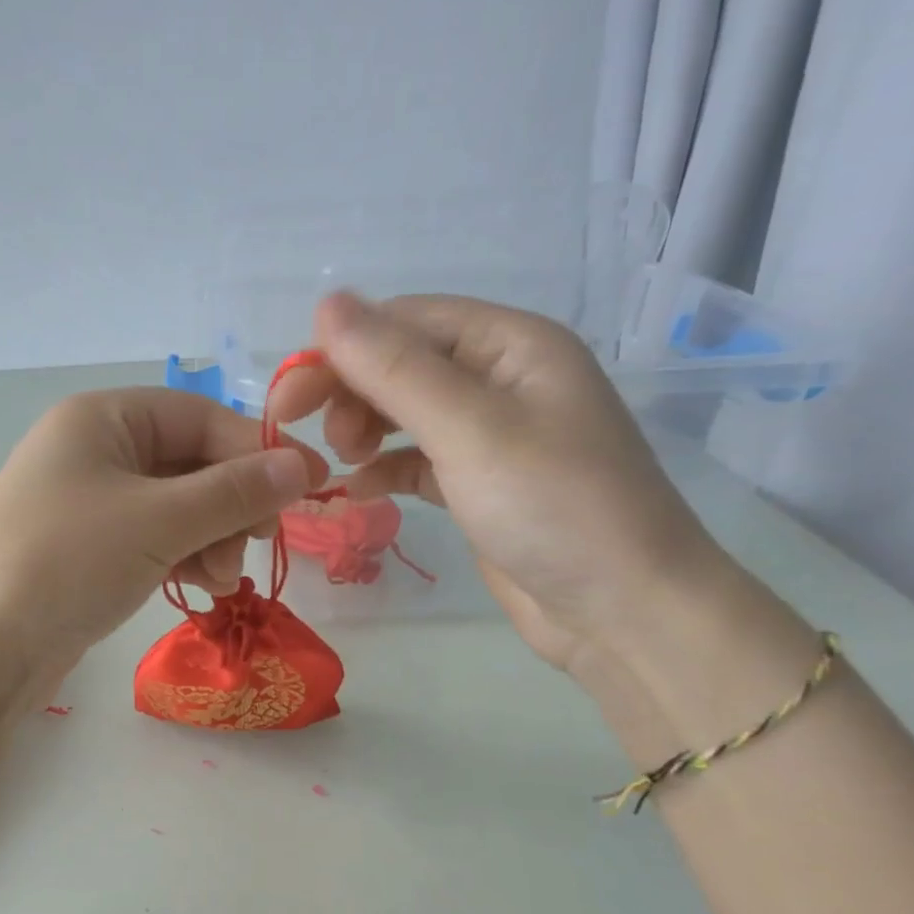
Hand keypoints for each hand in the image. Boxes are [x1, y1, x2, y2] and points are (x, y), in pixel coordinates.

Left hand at [0, 387, 326, 675]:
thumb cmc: (65, 562)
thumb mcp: (158, 520)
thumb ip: (234, 492)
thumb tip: (303, 466)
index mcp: (103, 417)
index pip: (201, 416)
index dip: (257, 450)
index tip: (309, 487)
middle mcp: (94, 450)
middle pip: (191, 462)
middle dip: (231, 504)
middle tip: (257, 545)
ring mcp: (88, 503)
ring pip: (176, 506)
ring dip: (211, 536)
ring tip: (220, 579)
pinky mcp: (87, 550)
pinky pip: (153, 539)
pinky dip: (183, 556)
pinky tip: (199, 586)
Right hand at [268, 293, 726, 671]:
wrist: (623, 611)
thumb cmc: (553, 507)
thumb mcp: (468, 429)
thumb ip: (394, 368)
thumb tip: (326, 303)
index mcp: (511, 344)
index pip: (406, 322)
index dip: (342, 350)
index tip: (289, 397)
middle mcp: (502, 378)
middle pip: (403, 364)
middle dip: (352, 392)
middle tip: (319, 440)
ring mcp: (493, 434)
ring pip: (406, 412)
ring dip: (365, 428)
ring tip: (345, 462)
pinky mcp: (481, 484)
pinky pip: (418, 459)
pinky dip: (386, 468)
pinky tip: (359, 489)